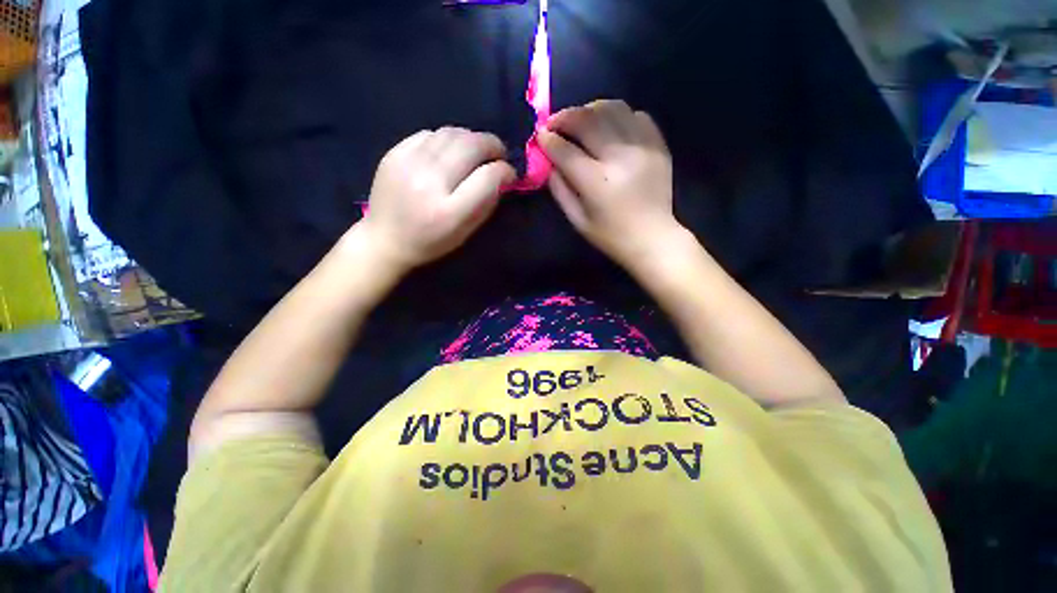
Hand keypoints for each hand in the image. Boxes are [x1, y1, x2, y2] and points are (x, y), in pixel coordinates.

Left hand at [358, 128, 515, 272]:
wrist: (385, 239)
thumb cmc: (431, 242)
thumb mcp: (466, 232)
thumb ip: (486, 203)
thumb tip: (502, 175)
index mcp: (449, 212)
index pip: (488, 177)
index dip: (505, 171)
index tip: (509, 173)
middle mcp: (429, 182)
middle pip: (471, 146)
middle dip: (492, 145)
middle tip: (498, 154)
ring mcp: (408, 163)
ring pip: (451, 133)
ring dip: (471, 138)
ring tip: (476, 150)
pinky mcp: (394, 153)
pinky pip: (430, 133)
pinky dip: (447, 139)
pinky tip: (450, 151)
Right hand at [539, 100, 684, 270]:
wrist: (653, 239)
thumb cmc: (610, 236)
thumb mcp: (577, 220)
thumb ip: (559, 189)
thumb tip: (549, 161)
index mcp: (597, 182)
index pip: (566, 150)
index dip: (548, 140)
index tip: (540, 136)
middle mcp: (620, 157)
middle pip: (587, 120)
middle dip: (564, 117)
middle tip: (555, 123)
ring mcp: (643, 147)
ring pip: (612, 108)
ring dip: (590, 110)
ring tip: (581, 121)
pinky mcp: (658, 145)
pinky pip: (635, 115)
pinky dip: (617, 116)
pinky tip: (609, 128)